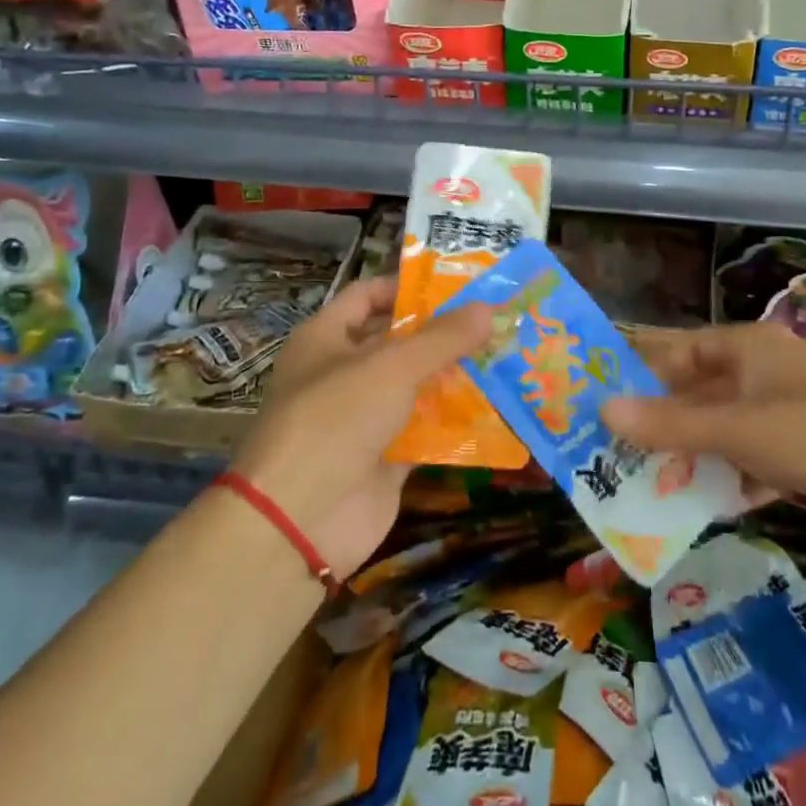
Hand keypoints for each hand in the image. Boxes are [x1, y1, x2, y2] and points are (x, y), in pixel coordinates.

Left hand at [233, 278, 491, 577]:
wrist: (300, 520)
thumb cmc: (336, 419)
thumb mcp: (392, 367)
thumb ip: (442, 338)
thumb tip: (487, 308)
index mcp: (326, 339)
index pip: (367, 296)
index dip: (407, 287)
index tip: (456, 286)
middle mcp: (342, 374)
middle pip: (397, 342)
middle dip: (442, 333)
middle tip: (494, 320)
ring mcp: (363, 419)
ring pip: (415, 387)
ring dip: (454, 376)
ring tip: (505, 356)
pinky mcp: (384, 458)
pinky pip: (426, 431)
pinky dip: (454, 422)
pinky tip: (495, 407)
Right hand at [600, 324, 805, 554]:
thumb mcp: (736, 429)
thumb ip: (670, 424)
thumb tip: (603, 409)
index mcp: (751, 348)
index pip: (687, 352)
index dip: (650, 375)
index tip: (614, 407)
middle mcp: (769, 373)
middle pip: (706, 395)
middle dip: (670, 426)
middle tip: (626, 457)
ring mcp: (793, 414)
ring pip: (731, 432)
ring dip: (700, 458)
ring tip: (657, 488)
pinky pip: (759, 462)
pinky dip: (737, 479)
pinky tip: (714, 505)